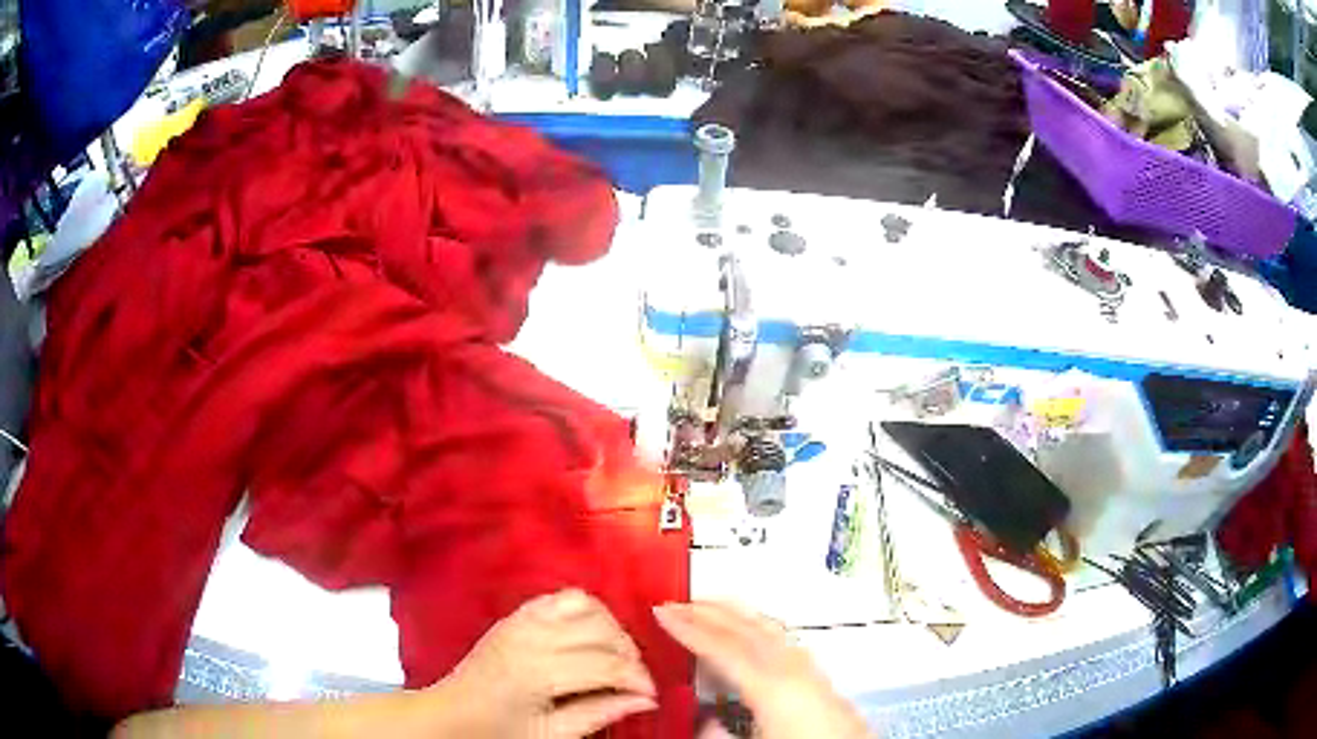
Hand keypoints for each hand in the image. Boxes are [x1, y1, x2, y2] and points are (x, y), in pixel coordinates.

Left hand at [435, 589, 657, 737]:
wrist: (452, 714)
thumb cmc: (497, 730)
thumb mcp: (551, 734)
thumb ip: (600, 713)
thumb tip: (646, 700)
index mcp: (536, 672)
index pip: (606, 664)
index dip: (637, 679)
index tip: (650, 694)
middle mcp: (530, 637)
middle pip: (602, 631)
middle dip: (629, 654)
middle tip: (635, 680)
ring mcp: (521, 620)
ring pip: (588, 606)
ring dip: (611, 629)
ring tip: (615, 657)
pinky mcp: (517, 614)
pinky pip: (563, 597)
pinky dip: (587, 612)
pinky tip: (591, 636)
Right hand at [654, 601, 871, 738]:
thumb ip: (716, 734)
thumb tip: (703, 720)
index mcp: (772, 686)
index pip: (723, 647)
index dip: (689, 628)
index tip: (661, 611)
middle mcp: (792, 668)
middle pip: (745, 629)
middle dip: (708, 612)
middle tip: (675, 602)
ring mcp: (808, 668)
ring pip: (766, 628)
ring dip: (733, 614)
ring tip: (706, 606)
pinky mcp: (818, 676)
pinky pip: (780, 639)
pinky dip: (755, 627)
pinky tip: (749, 633)